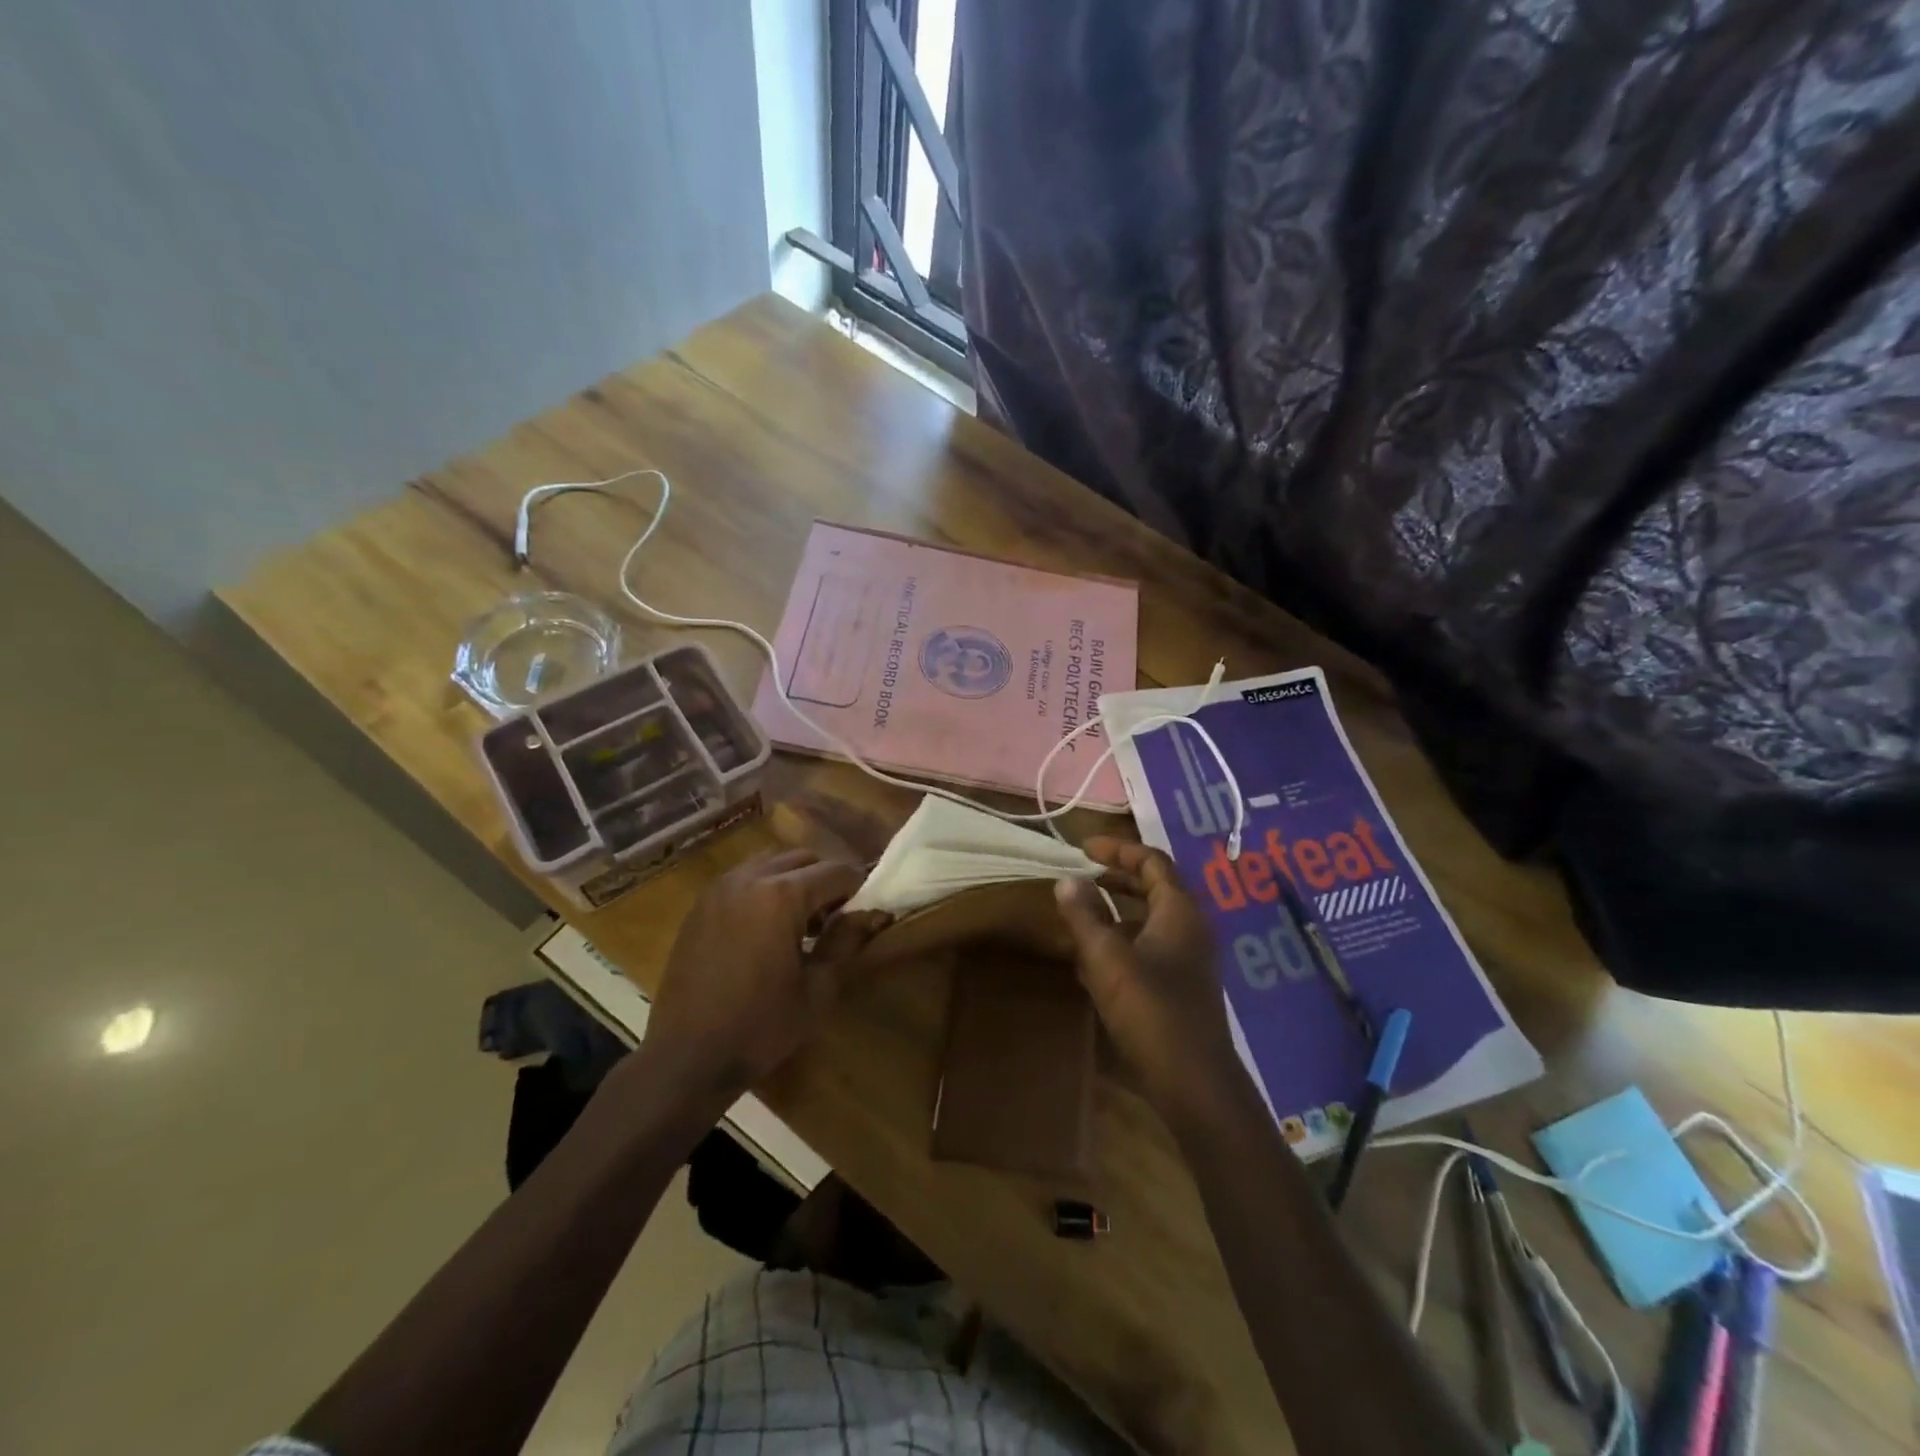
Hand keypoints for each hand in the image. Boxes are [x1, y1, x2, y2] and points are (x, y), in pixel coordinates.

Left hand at [644, 849, 889, 1104]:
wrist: (686, 1057)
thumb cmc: (760, 1026)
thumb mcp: (817, 988)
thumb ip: (847, 941)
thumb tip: (873, 913)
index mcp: (781, 896)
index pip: (836, 872)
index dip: (858, 888)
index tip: (865, 912)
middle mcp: (749, 878)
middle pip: (802, 858)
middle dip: (824, 880)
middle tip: (833, 919)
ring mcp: (719, 889)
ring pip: (770, 862)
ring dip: (792, 880)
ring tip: (798, 922)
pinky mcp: (699, 905)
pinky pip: (742, 879)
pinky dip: (763, 889)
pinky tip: (764, 930)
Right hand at [1054, 837, 1248, 1126]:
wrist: (1194, 1083)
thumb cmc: (1151, 1011)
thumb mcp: (1106, 959)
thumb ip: (1084, 916)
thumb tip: (1066, 880)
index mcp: (1179, 911)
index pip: (1152, 861)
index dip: (1118, 850)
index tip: (1082, 848)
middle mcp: (1191, 927)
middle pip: (1155, 886)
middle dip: (1118, 877)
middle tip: (1083, 874)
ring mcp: (1190, 958)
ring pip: (1152, 917)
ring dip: (1119, 908)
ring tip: (1083, 910)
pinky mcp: (1183, 985)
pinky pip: (1151, 944)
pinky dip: (1124, 937)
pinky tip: (1096, 956)